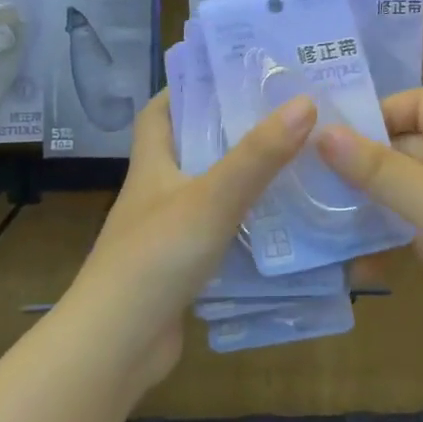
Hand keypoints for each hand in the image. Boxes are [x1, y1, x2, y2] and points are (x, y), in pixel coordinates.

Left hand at [64, 90, 316, 385]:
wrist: (117, 345)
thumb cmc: (157, 257)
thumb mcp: (212, 197)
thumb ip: (259, 154)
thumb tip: (305, 102)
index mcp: (152, 165)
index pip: (159, 112)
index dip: (186, 88)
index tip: (231, 75)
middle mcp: (156, 194)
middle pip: (191, 149)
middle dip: (231, 131)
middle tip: (284, 117)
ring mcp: (167, 234)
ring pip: (210, 194)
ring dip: (244, 180)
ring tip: (295, 165)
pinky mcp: (182, 269)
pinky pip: (220, 235)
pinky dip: (247, 226)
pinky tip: (283, 227)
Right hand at [314, 87, 422, 366]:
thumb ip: (376, 167)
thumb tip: (322, 132)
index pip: (419, 103)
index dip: (380, 112)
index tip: (336, 136)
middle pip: (409, 148)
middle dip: (366, 164)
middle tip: (313, 181)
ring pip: (410, 193)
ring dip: (374, 206)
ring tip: (323, 221)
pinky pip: (419, 230)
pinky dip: (393, 241)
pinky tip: (358, 263)